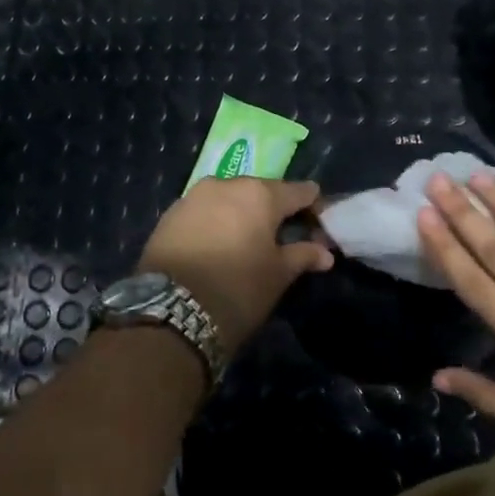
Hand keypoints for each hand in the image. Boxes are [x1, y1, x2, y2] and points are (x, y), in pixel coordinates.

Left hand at [136, 177, 334, 356]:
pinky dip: (216, 223)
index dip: (312, 206)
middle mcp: (226, 184)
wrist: (169, 311)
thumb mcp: (277, 275)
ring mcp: (193, 197)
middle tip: (283, 237)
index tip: (319, 224)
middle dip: (274, 210)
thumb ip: (303, 256)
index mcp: (260, 193)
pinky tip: (218, 247)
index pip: (298, 191)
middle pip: (261, 191)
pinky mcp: (169, 215)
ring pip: (229, 199)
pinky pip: (204, 212)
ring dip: (241, 215)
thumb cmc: (237, 289)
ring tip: (247, 243)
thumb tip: (325, 253)